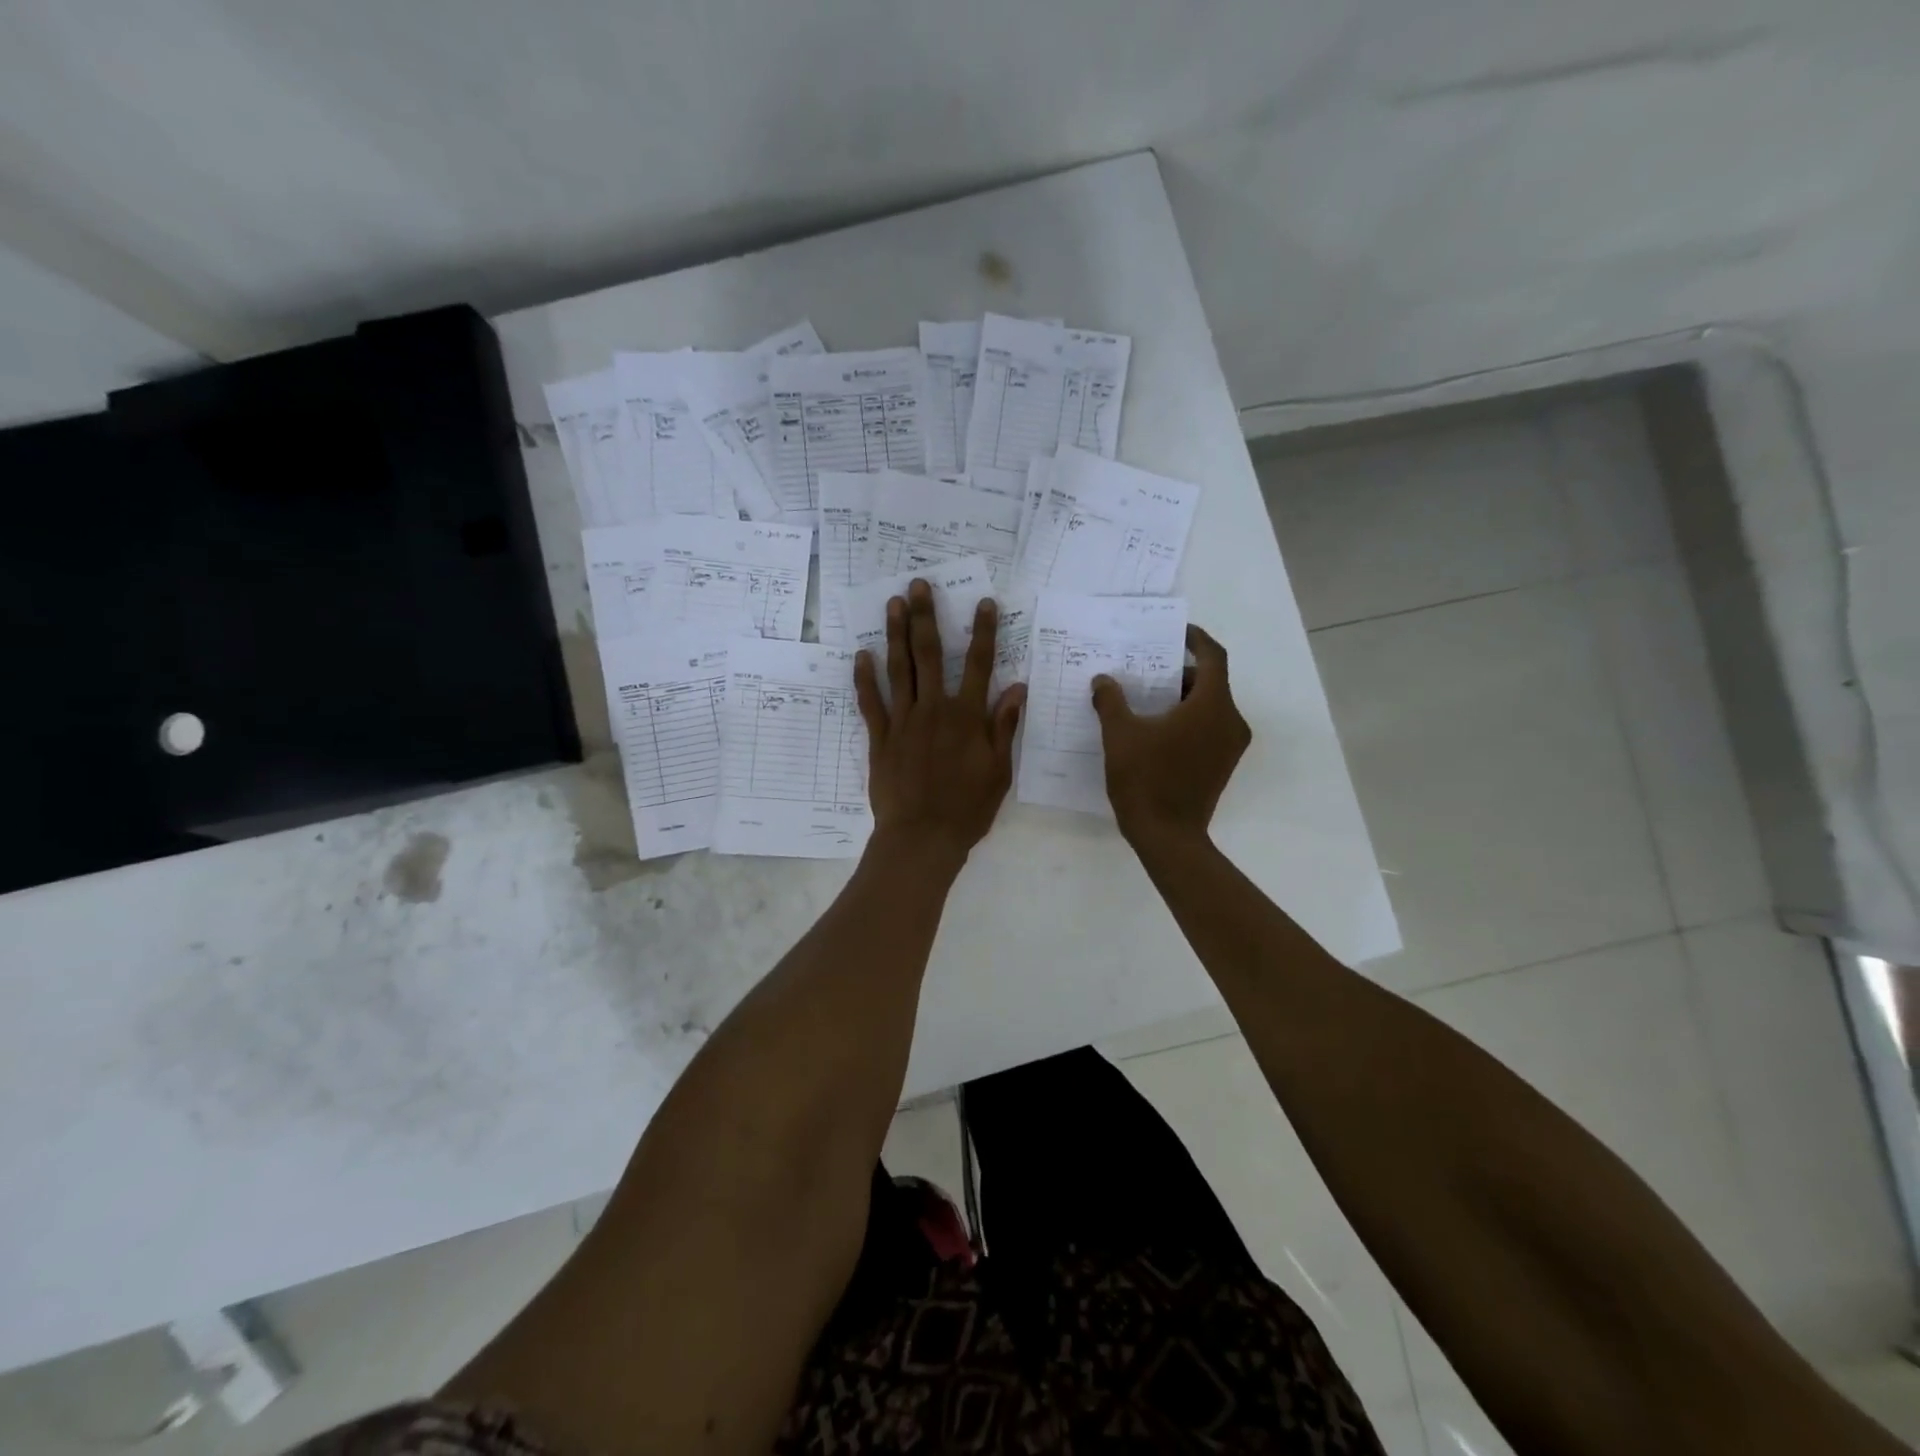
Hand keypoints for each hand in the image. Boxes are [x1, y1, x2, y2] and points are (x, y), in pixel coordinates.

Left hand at [855, 579, 1025, 863]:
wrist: (922, 837)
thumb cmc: (968, 809)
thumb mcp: (999, 772)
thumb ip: (1004, 727)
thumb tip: (1017, 688)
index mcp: (967, 717)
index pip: (978, 665)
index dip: (983, 632)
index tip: (983, 602)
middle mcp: (934, 710)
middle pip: (929, 655)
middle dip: (926, 617)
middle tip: (919, 585)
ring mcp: (903, 722)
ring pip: (898, 669)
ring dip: (895, 634)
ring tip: (893, 603)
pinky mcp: (880, 738)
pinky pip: (871, 703)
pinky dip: (865, 678)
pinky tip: (862, 654)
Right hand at [1090, 624, 1249, 846]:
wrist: (1168, 837)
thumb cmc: (1146, 780)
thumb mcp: (1120, 735)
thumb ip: (1111, 701)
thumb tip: (1103, 681)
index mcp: (1212, 705)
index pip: (1213, 657)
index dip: (1195, 639)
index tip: (1174, 633)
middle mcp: (1231, 721)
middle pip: (1210, 682)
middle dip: (1179, 672)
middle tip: (1146, 669)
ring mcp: (1230, 745)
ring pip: (1209, 706)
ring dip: (1181, 697)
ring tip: (1144, 698)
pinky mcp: (1223, 764)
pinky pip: (1208, 727)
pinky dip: (1187, 719)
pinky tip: (1154, 728)